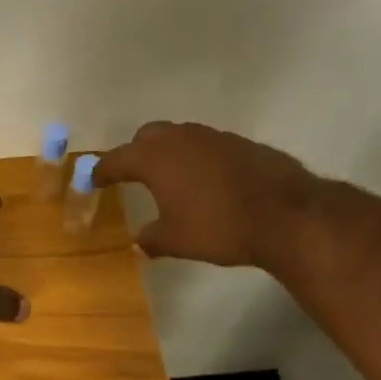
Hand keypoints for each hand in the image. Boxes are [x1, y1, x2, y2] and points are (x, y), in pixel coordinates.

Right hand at [93, 121, 320, 267]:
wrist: (286, 214)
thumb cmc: (219, 227)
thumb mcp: (176, 240)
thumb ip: (151, 239)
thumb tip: (138, 243)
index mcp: (155, 159)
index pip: (117, 159)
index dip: (102, 170)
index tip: (93, 179)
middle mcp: (180, 139)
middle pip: (147, 136)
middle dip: (135, 152)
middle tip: (131, 174)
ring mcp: (213, 137)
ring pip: (179, 136)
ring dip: (168, 152)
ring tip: (169, 177)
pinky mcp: (241, 143)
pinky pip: (206, 145)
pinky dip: (197, 158)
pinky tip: (205, 181)